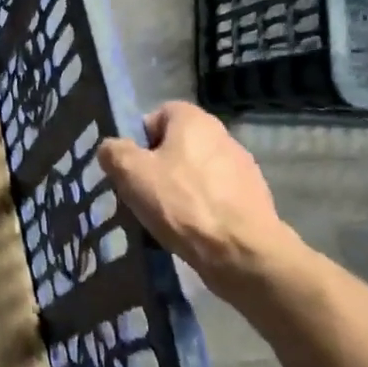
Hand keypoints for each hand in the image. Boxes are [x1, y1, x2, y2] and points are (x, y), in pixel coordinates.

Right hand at [99, 102, 292, 297]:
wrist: (242, 252)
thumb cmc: (182, 203)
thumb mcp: (131, 173)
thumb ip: (114, 152)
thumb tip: (112, 148)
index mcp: (194, 121)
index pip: (159, 114)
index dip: (140, 138)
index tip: (132, 167)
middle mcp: (223, 135)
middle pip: (178, 145)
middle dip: (159, 166)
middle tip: (144, 193)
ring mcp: (243, 167)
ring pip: (197, 172)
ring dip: (181, 188)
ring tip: (167, 217)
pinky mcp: (255, 198)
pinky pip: (216, 196)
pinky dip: (202, 208)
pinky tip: (192, 230)